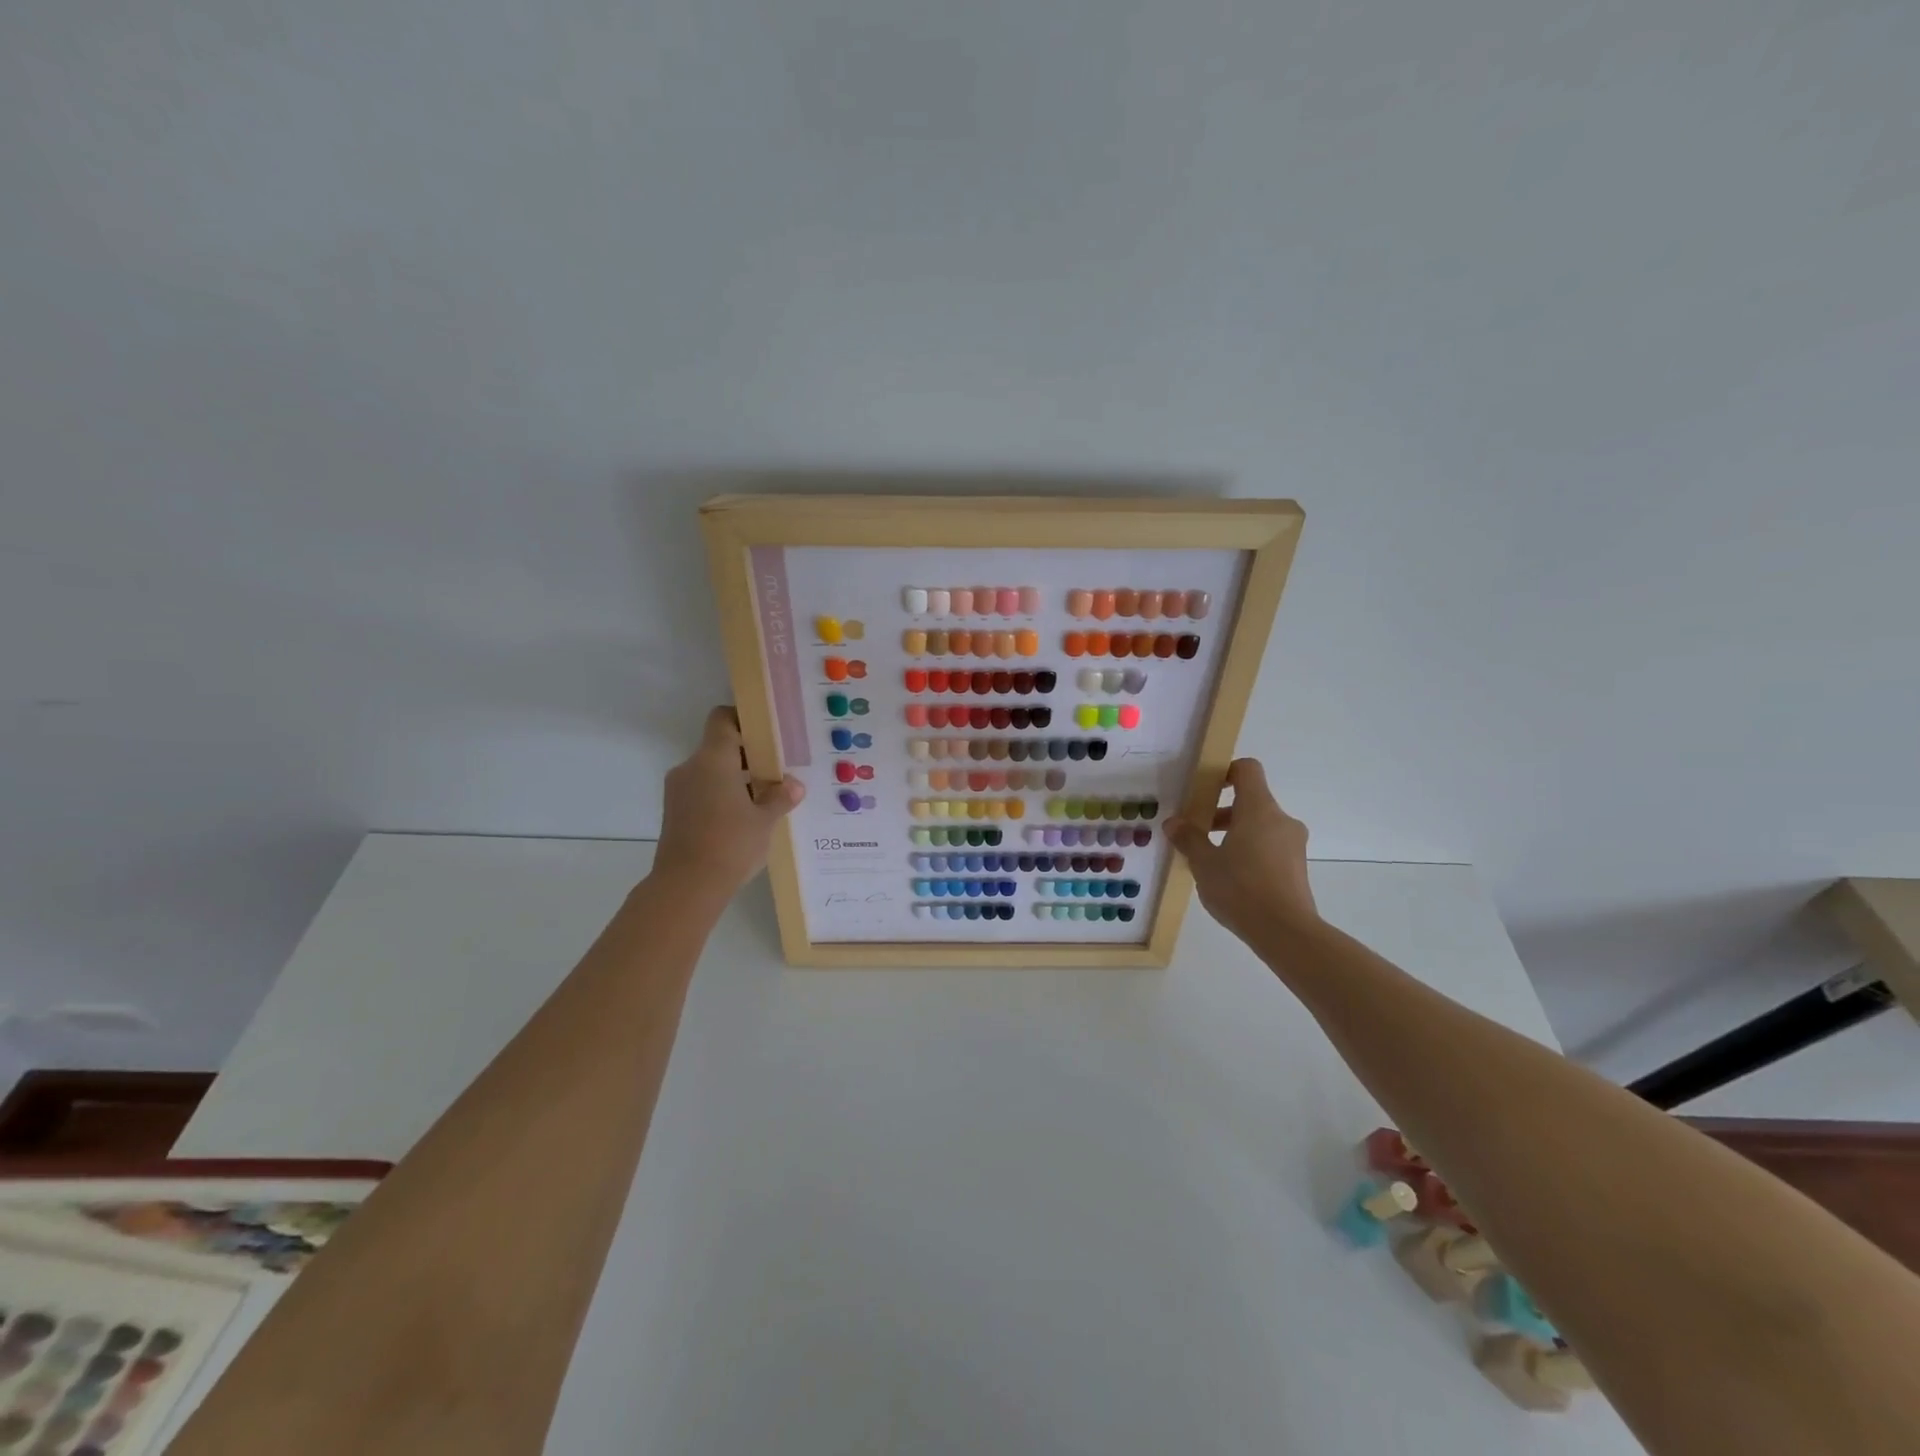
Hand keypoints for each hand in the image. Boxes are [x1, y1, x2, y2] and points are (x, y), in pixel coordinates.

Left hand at [653, 706, 802, 895]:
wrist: (686, 887)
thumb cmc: (730, 844)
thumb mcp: (765, 820)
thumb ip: (780, 797)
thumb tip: (794, 784)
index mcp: (713, 760)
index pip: (722, 719)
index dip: (743, 719)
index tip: (767, 732)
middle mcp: (691, 767)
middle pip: (719, 746)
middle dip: (748, 756)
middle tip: (777, 770)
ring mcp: (678, 790)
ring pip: (711, 771)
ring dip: (736, 779)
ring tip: (765, 798)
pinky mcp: (675, 812)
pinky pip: (702, 791)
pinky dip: (722, 796)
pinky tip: (744, 818)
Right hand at [1165, 759, 1317, 943]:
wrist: (1285, 932)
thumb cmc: (1241, 888)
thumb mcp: (1204, 863)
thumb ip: (1188, 838)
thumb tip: (1174, 823)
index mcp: (1259, 809)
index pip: (1247, 769)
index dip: (1225, 772)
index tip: (1203, 789)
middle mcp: (1281, 820)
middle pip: (1251, 800)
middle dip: (1222, 812)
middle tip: (1197, 831)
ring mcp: (1293, 845)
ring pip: (1260, 826)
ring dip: (1235, 834)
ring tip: (1209, 859)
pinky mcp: (1296, 868)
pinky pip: (1269, 847)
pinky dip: (1249, 852)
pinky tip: (1230, 879)